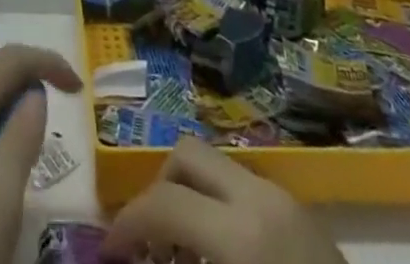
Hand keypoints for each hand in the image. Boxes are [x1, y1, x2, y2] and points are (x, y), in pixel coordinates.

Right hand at [103, 135, 341, 262]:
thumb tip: (134, 256)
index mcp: (240, 230)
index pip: (163, 202)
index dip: (127, 226)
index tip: (108, 255)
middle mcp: (258, 195)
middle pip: (186, 156)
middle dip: (158, 193)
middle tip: (148, 245)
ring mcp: (283, 198)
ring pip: (215, 169)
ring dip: (188, 199)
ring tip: (181, 256)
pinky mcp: (301, 213)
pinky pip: (242, 190)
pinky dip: (217, 211)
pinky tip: (218, 258)